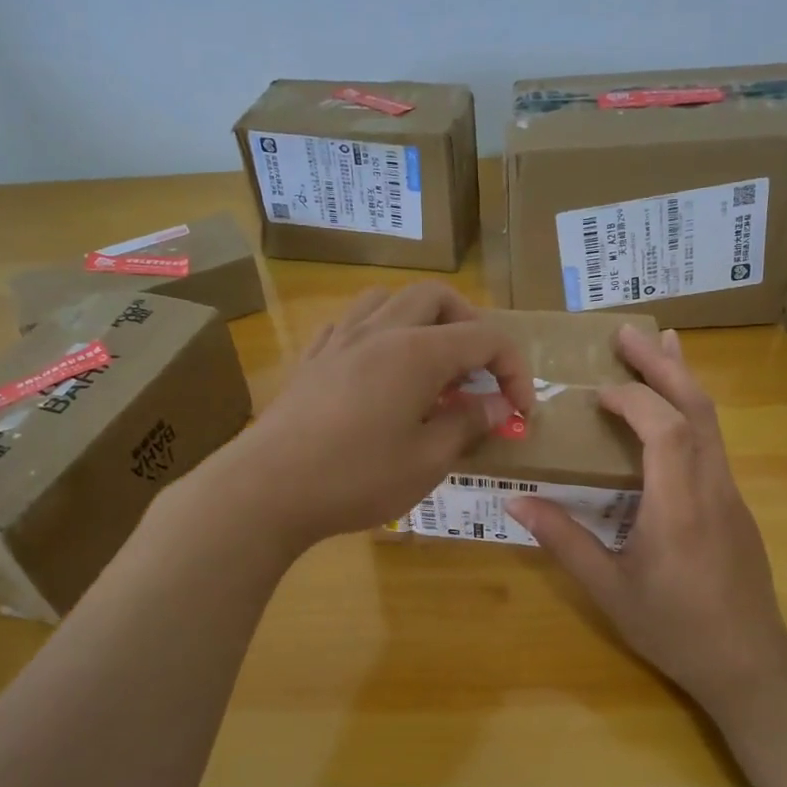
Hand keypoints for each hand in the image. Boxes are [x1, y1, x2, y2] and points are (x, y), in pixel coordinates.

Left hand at [218, 282, 536, 547]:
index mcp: (418, 352)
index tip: (519, 410)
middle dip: (470, 326)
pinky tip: (378, 369)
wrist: (267, 488)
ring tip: (429, 363)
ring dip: (420, 319)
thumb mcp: (427, 461)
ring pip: (389, 299)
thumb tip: (498, 406)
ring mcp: (339, 340)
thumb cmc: (356, 478)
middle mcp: (380, 331)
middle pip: (437, 297)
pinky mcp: (312, 359)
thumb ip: (468, 425)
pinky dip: (378, 333)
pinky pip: (351, 323)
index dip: (514, 369)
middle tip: (478, 372)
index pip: (485, 337)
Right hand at [508, 326, 786, 726]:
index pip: (665, 428)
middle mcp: (712, 487)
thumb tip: (515, 501)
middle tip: (629, 331)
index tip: (596, 391)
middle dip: (664, 365)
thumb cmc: (674, 629)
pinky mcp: (734, 504)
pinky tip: (672, 411)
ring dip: (683, 379)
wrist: (749, 664)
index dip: (633, 398)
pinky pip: (713, 442)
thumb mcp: (609, 590)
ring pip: (713, 421)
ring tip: (660, 345)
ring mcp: (730, 493)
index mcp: (679, 506)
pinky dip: (691, 410)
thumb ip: (564, 540)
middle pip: (698, 408)